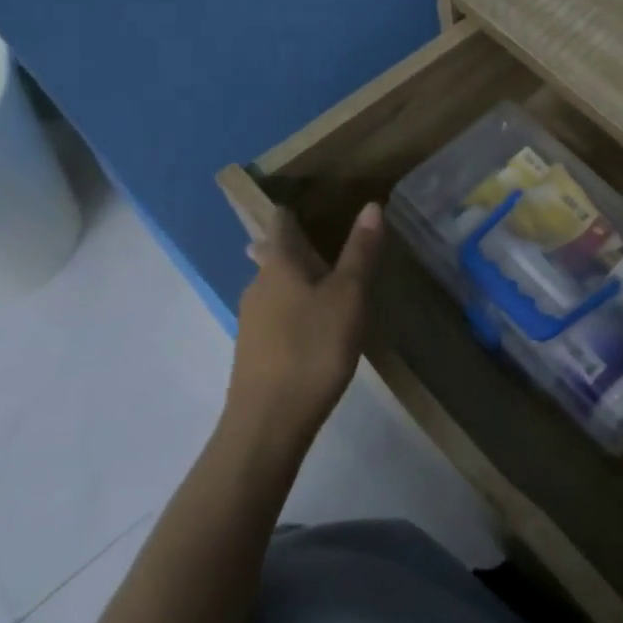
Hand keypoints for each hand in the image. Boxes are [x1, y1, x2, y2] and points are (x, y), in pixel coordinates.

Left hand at [227, 202, 382, 454]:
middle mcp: (258, 283)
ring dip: (294, 276)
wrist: (269, 421)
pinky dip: (293, 305)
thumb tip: (371, 206)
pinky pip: (275, 312)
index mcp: (279, 264)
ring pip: (273, 284)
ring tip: (324, 277)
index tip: (315, 201)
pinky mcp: (254, 348)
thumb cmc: (313, 348)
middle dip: (294, 244)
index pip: (281, 222)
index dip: (294, 209)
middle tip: (324, 238)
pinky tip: (312, 320)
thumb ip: (360, 252)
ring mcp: (252, 318)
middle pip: (273, 253)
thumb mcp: (349, 297)